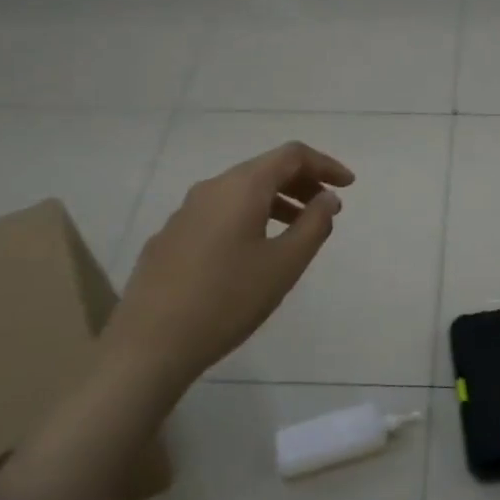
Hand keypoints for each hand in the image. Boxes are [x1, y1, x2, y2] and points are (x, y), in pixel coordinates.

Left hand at [110, 142, 354, 383]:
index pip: (291, 155)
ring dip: (276, 202)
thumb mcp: (284, 264)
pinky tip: (253, 252)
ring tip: (298, 231)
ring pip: (240, 192)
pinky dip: (249, 218)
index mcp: (241, 187)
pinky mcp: (170, 237)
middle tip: (328, 208)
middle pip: (264, 169)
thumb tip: (327, 197)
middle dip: (302, 183)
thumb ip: (314, 225)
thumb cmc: (228, 300)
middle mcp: (211, 188)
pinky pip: (220, 213)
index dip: (324, 165)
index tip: (348, 185)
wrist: (150, 344)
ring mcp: (185, 212)